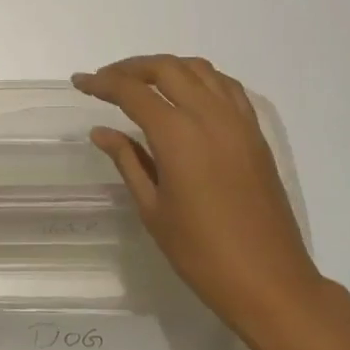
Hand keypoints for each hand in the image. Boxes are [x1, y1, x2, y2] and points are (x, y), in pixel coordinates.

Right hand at [74, 55, 320, 330]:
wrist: (270, 281)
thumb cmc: (201, 253)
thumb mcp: (152, 208)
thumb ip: (128, 161)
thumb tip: (102, 131)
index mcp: (178, 135)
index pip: (132, 92)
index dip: (102, 83)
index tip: (80, 83)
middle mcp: (210, 116)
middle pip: (166, 68)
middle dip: (131, 68)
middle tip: (106, 80)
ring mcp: (238, 122)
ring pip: (199, 70)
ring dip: (166, 68)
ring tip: (142, 83)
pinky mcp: (255, 134)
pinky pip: (226, 87)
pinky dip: (200, 78)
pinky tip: (187, 95)